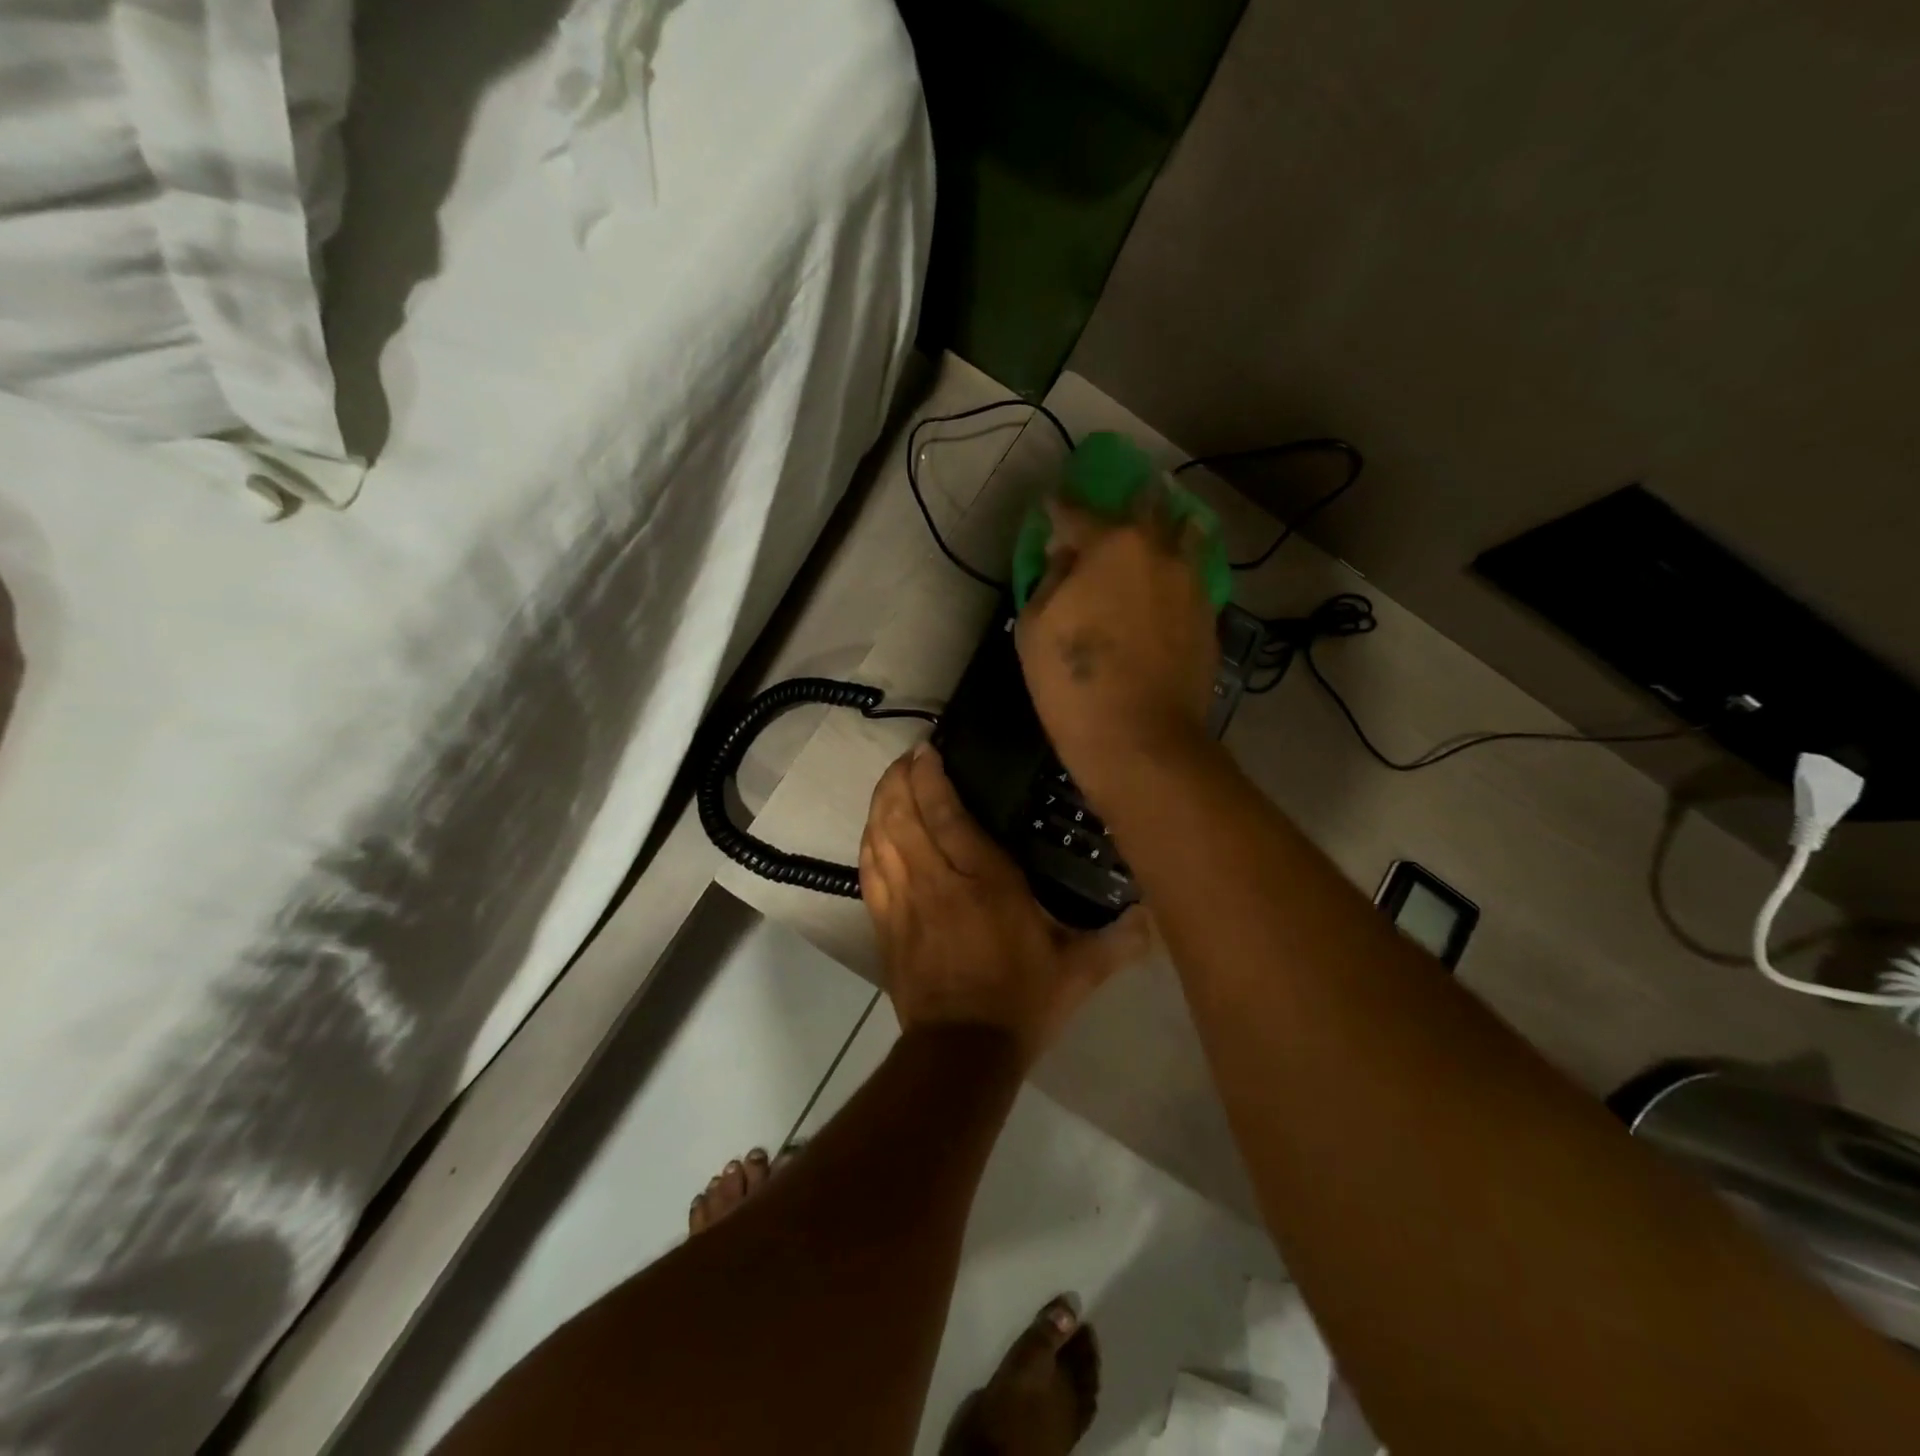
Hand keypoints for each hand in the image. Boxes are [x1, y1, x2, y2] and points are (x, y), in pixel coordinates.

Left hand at [860, 744, 1146, 1064]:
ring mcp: (903, 903)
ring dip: (880, 803)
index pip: (945, 814)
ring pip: (881, 838)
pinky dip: (868, 842)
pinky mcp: (885, 925)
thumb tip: (1156, 917)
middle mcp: (936, 882)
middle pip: (903, 816)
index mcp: (983, 882)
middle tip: (908, 758)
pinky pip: (868, 871)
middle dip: (899, 780)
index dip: (930, 777)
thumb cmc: (1022, 1002)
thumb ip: (1117, 940)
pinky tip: (872, 829)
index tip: (928, 750)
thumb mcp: (1079, 971)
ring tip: (890, 781)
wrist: (962, 1052)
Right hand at [1015, 501, 1217, 808]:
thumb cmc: (1074, 682)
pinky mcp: (1209, 615)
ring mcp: (1191, 583)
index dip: (1059, 508)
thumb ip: (1050, 580)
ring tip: (1157, 527)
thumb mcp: (1035, 628)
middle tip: (1117, 503)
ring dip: (1167, 524)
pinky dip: (1182, 564)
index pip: (1076, 513)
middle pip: (1145, 507)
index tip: (1051, 505)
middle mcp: (1158, 552)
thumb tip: (1066, 557)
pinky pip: (1195, 573)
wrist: (1140, 739)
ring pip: (1185, 534)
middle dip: (1128, 499)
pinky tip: (1172, 574)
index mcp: (1110, 547)